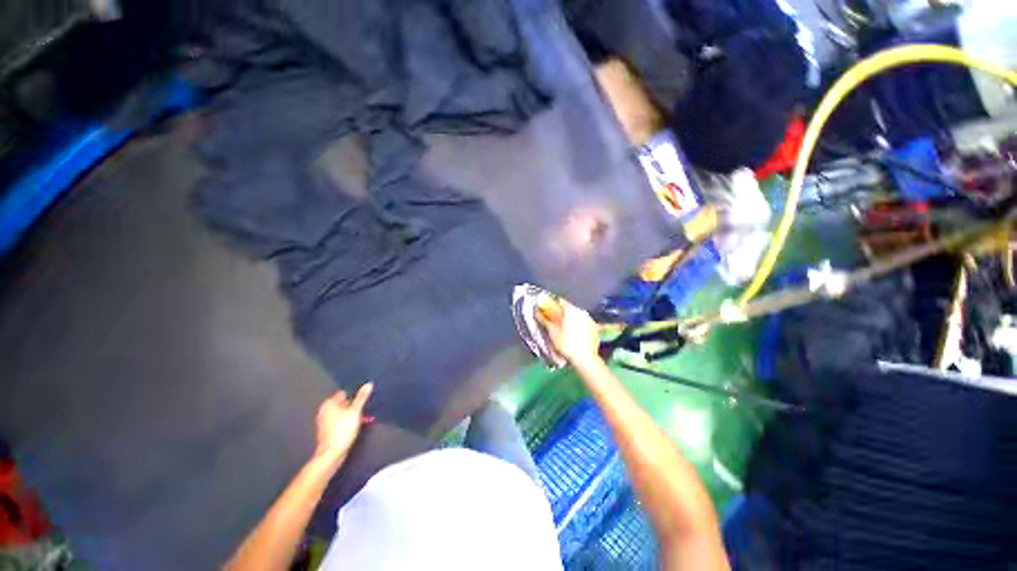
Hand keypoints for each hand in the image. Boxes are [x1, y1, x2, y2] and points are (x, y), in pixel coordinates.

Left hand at [313, 383, 372, 464]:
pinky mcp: (327, 431)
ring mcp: (325, 422)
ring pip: (342, 413)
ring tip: (362, 418)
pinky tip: (355, 427)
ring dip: (352, 415)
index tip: (362, 399)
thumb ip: (362, 397)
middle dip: (353, 406)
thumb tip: (368, 384)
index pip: (343, 393)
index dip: (354, 395)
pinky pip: (340, 422)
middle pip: (343, 404)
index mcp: (329, 403)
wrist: (332, 453)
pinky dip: (347, 422)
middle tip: (363, 410)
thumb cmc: (342, 430)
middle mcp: (324, 411)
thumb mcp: (355, 411)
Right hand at [538, 298, 599, 364]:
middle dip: (561, 313)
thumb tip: (537, 312)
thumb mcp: (552, 332)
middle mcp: (581, 311)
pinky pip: (583, 322)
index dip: (552, 305)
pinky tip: (575, 334)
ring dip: (570, 319)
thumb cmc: (566, 344)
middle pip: (569, 308)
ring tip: (565, 329)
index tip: (547, 310)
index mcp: (570, 310)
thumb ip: (544, 319)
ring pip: (577, 315)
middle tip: (555, 321)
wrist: (584, 358)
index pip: (560, 301)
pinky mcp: (594, 327)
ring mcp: (589, 319)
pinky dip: (578, 325)